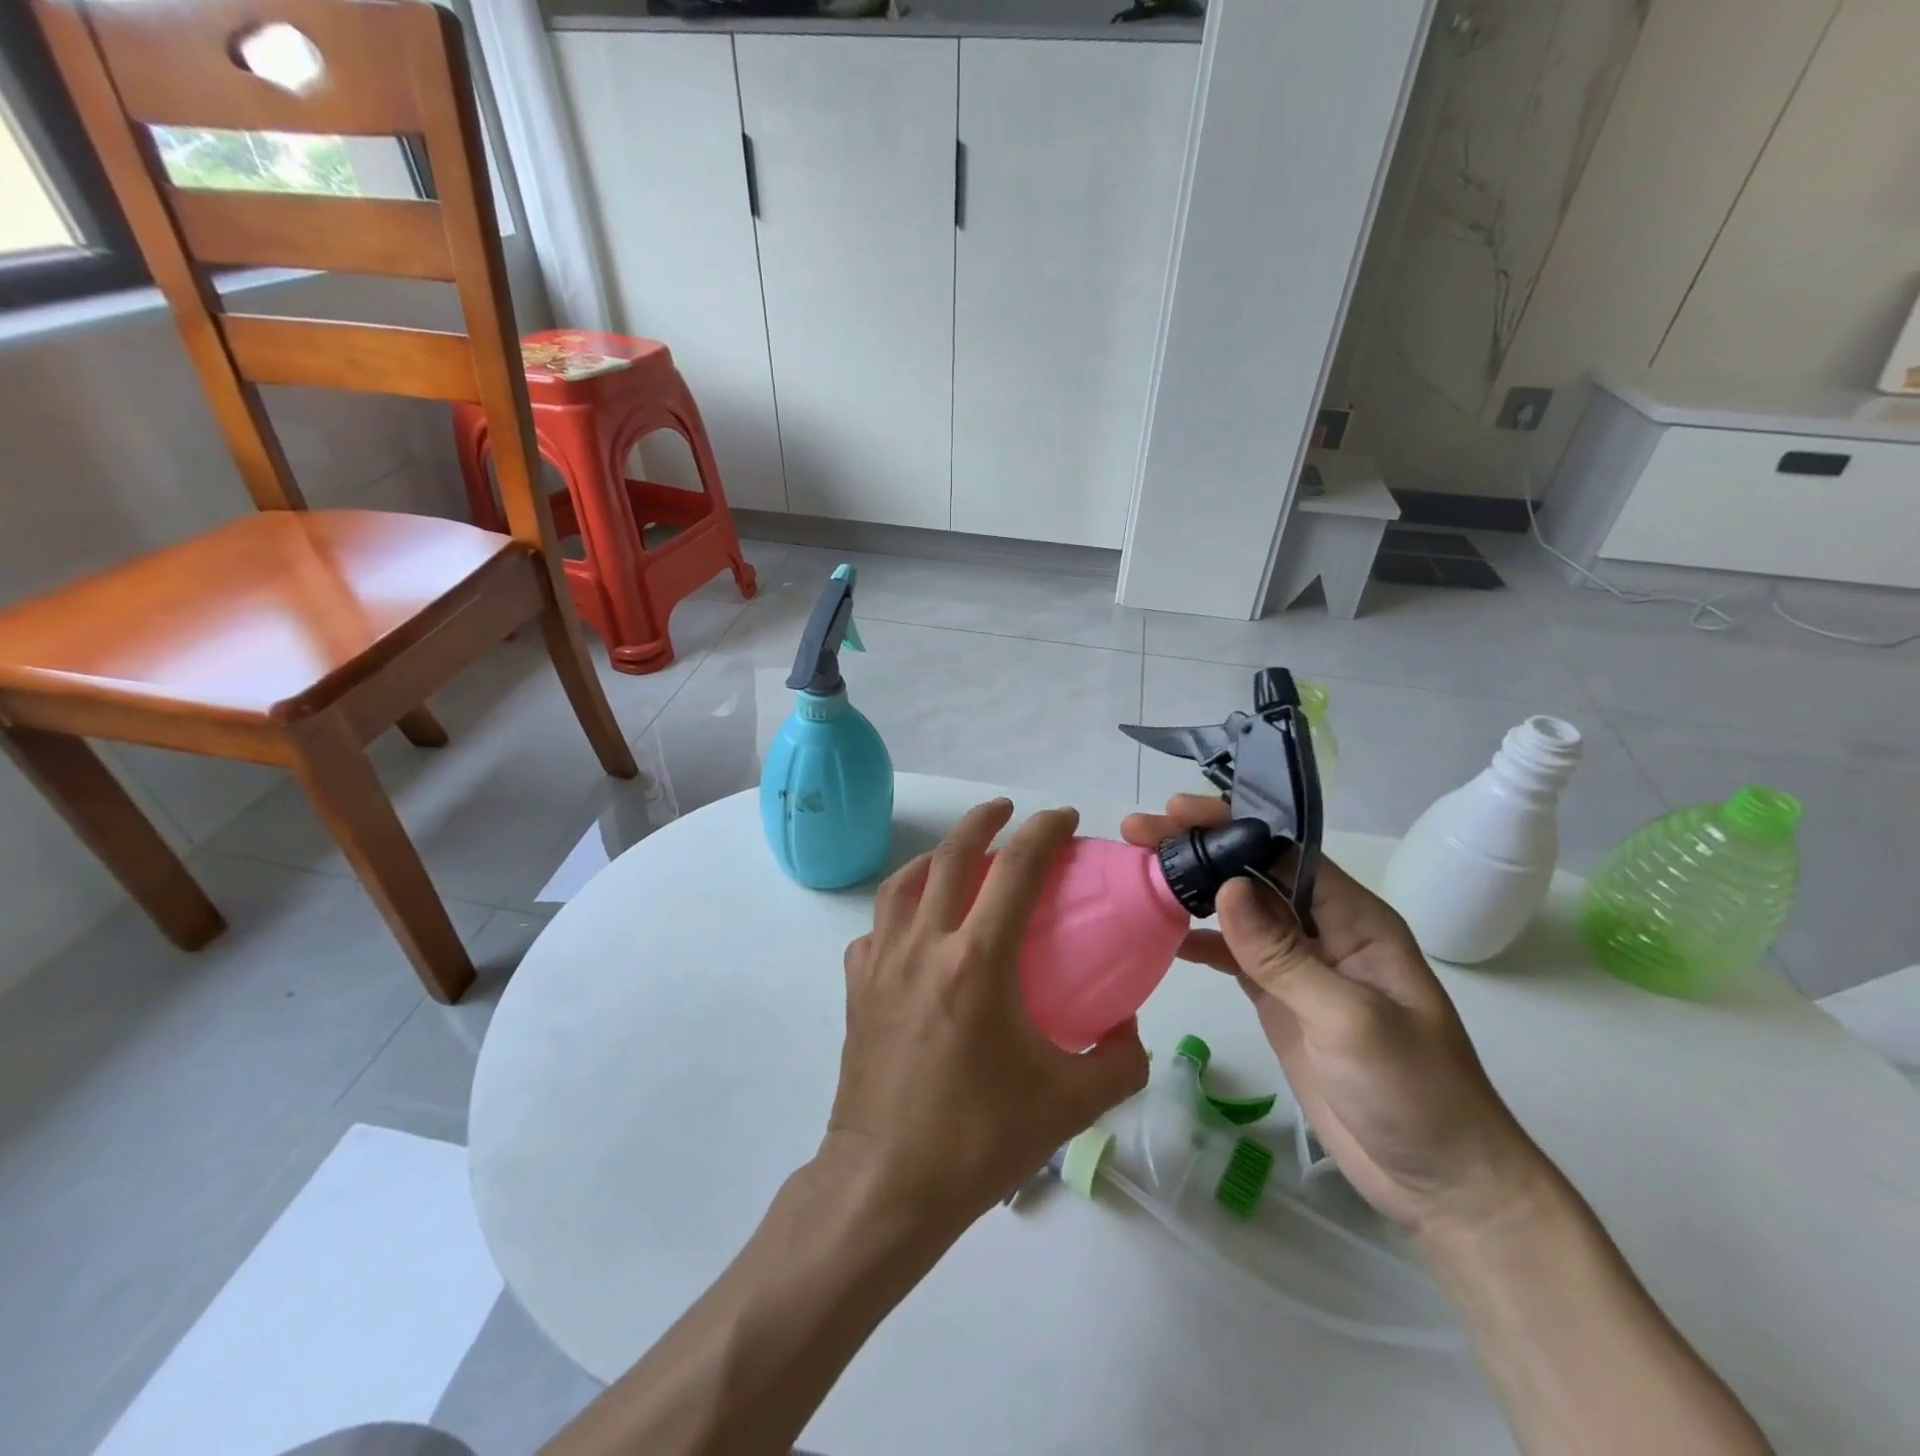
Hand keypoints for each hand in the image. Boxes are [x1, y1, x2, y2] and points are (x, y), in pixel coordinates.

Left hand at [827, 799, 1149, 1232]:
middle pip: (950, 855)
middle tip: (1008, 810)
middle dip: (983, 820)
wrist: (887, 1185)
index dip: (1043, 831)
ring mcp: (881, 963)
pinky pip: (877, 929)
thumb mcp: (1071, 1103)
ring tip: (959, 856)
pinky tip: (916, 929)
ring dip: (935, 856)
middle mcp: (924, 946)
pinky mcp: (856, 987)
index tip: (1065, 818)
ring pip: (903, 882)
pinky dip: (900, 912)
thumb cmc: (980, 1140)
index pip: (1015, 869)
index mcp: (977, 961)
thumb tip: (1129, 1025)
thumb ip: (1119, 1058)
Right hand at [1121, 795, 1550, 1239]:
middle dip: (1198, 848)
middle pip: (1251, 872)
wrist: (1440, 1183)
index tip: (1176, 813)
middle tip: (1137, 834)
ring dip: (1190, 889)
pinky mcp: (1277, 1000)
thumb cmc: (1415, 1094)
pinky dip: (1196, 941)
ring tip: (1136, 873)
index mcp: (1353, 918)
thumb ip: (1285, 956)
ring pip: (1236, 910)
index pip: (1283, 851)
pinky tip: (1159, 934)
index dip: (1230, 825)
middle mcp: (1322, 929)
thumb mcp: (1351, 1020)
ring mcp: (1297, 966)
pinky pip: (1231, 955)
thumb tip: (1227, 888)